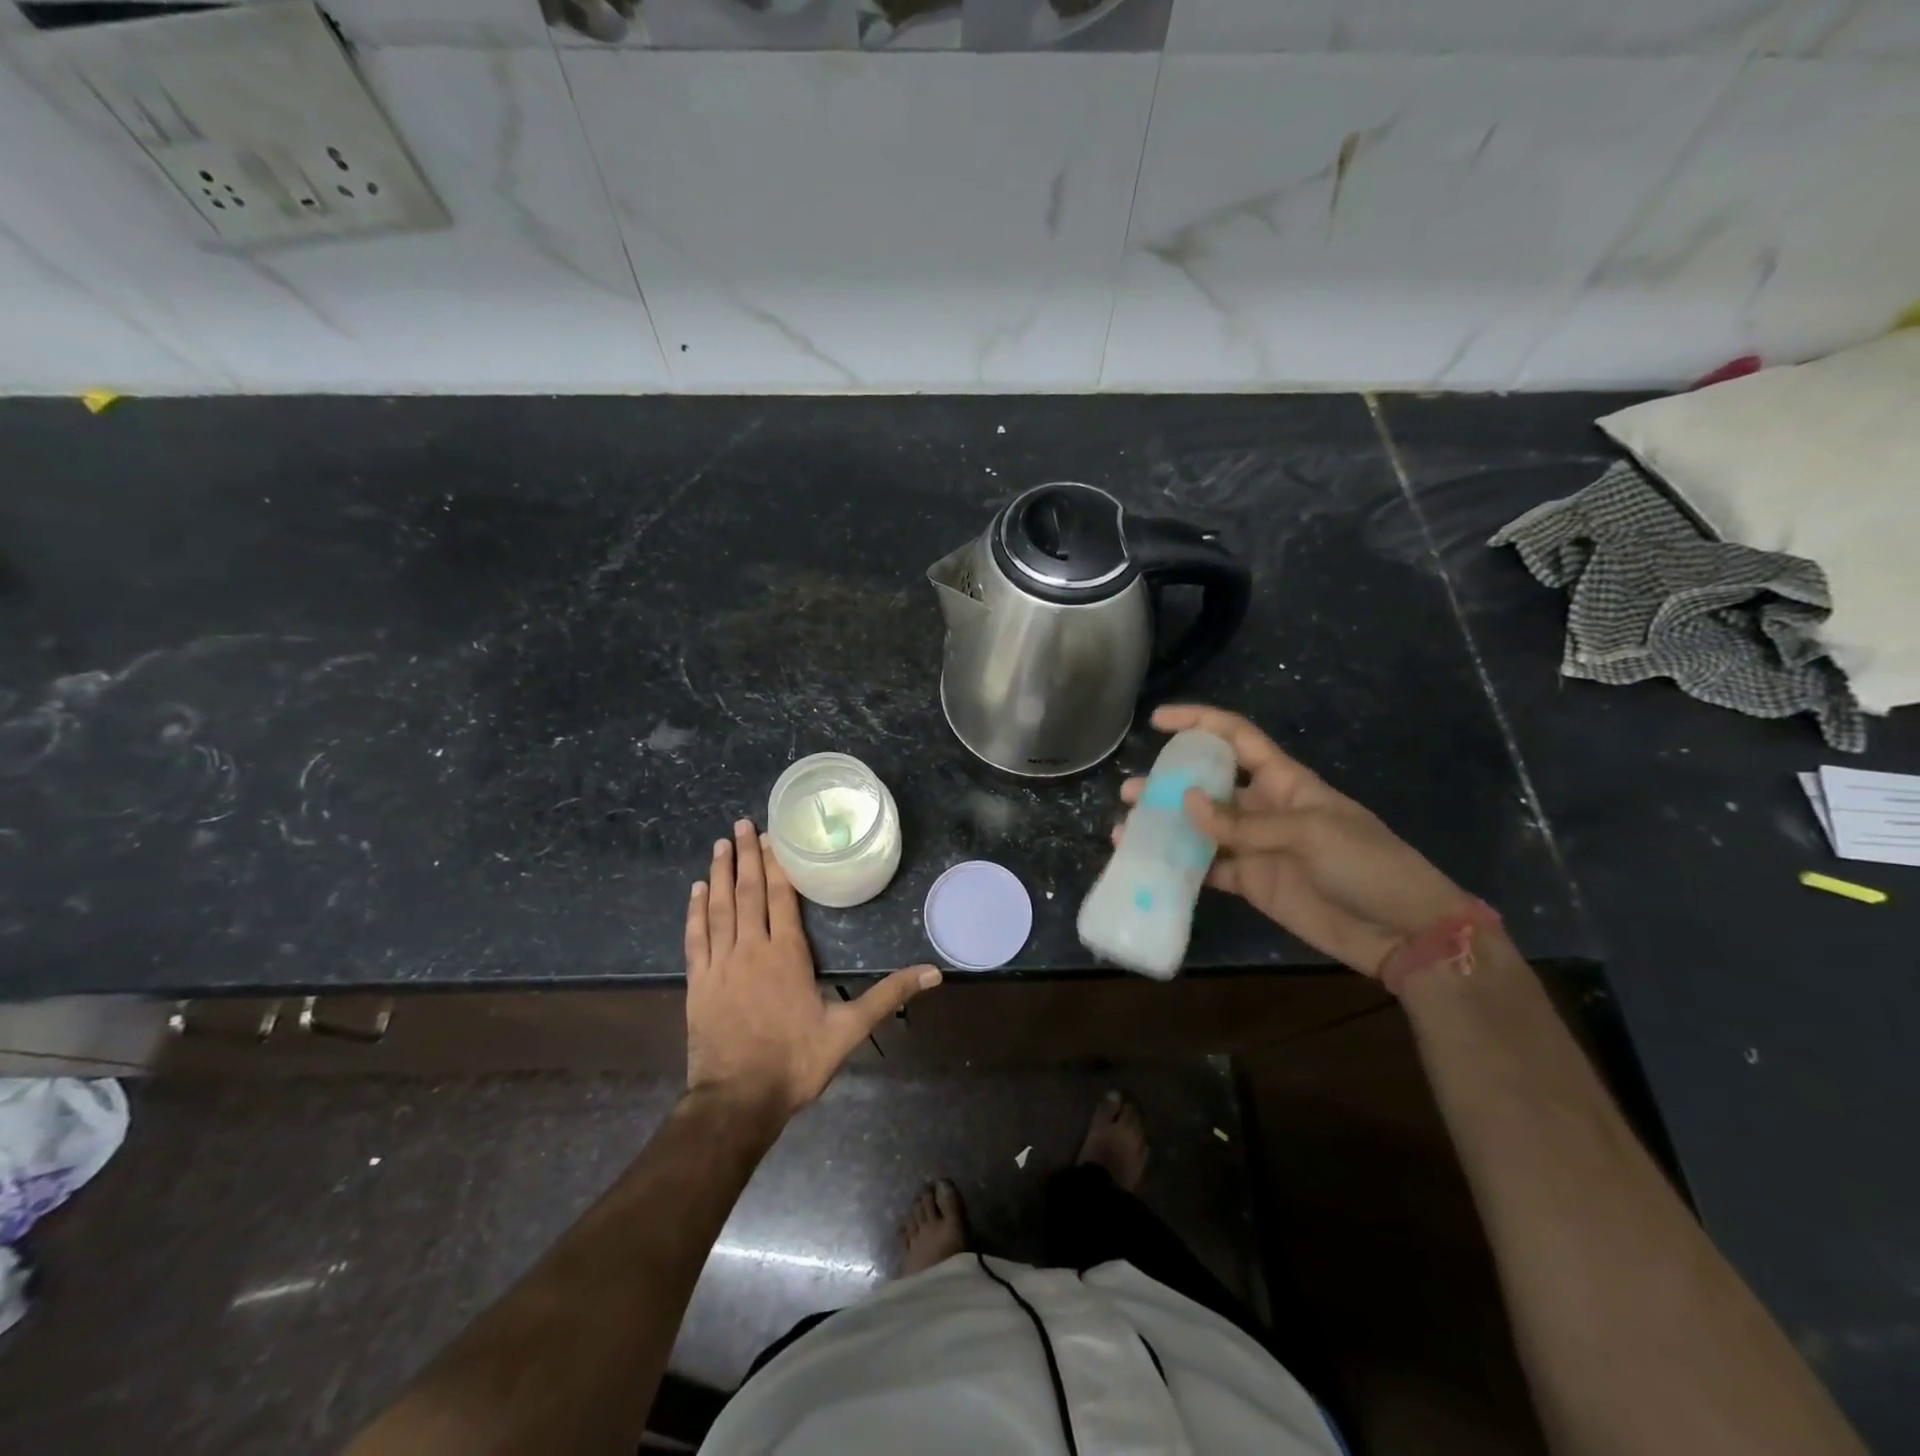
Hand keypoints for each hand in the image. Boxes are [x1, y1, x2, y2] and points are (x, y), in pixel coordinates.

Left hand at [686, 819, 940, 1116]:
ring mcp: (720, 964)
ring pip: (719, 908)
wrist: (738, 1101)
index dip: (777, 863)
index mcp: (787, 954)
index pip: (781, 896)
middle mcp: (751, 948)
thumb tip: (933, 973)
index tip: (772, 835)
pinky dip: (695, 911)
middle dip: (747, 855)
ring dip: (720, 873)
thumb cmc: (795, 1062)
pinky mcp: (699, 982)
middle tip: (743, 824)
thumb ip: (888, 996)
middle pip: (748, 892)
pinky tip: (696, 890)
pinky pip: (696, 937)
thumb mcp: (848, 1030)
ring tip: (722, 843)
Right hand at [1119, 705, 1470, 976]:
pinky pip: (1206, 868)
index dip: (1199, 723)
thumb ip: (1244, 822)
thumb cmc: (1366, 865)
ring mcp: (1255, 847)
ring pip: (1200, 828)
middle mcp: (1263, 807)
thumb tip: (1185, 802)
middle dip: (1168, 782)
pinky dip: (1178, 866)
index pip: (1236, 738)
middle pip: (1208, 785)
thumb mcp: (1310, 832)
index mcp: (1285, 781)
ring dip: (1165, 825)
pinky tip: (1148, 863)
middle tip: (1129, 790)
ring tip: (1126, 827)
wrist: (1402, 931)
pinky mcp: (1251, 882)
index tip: (1159, 720)